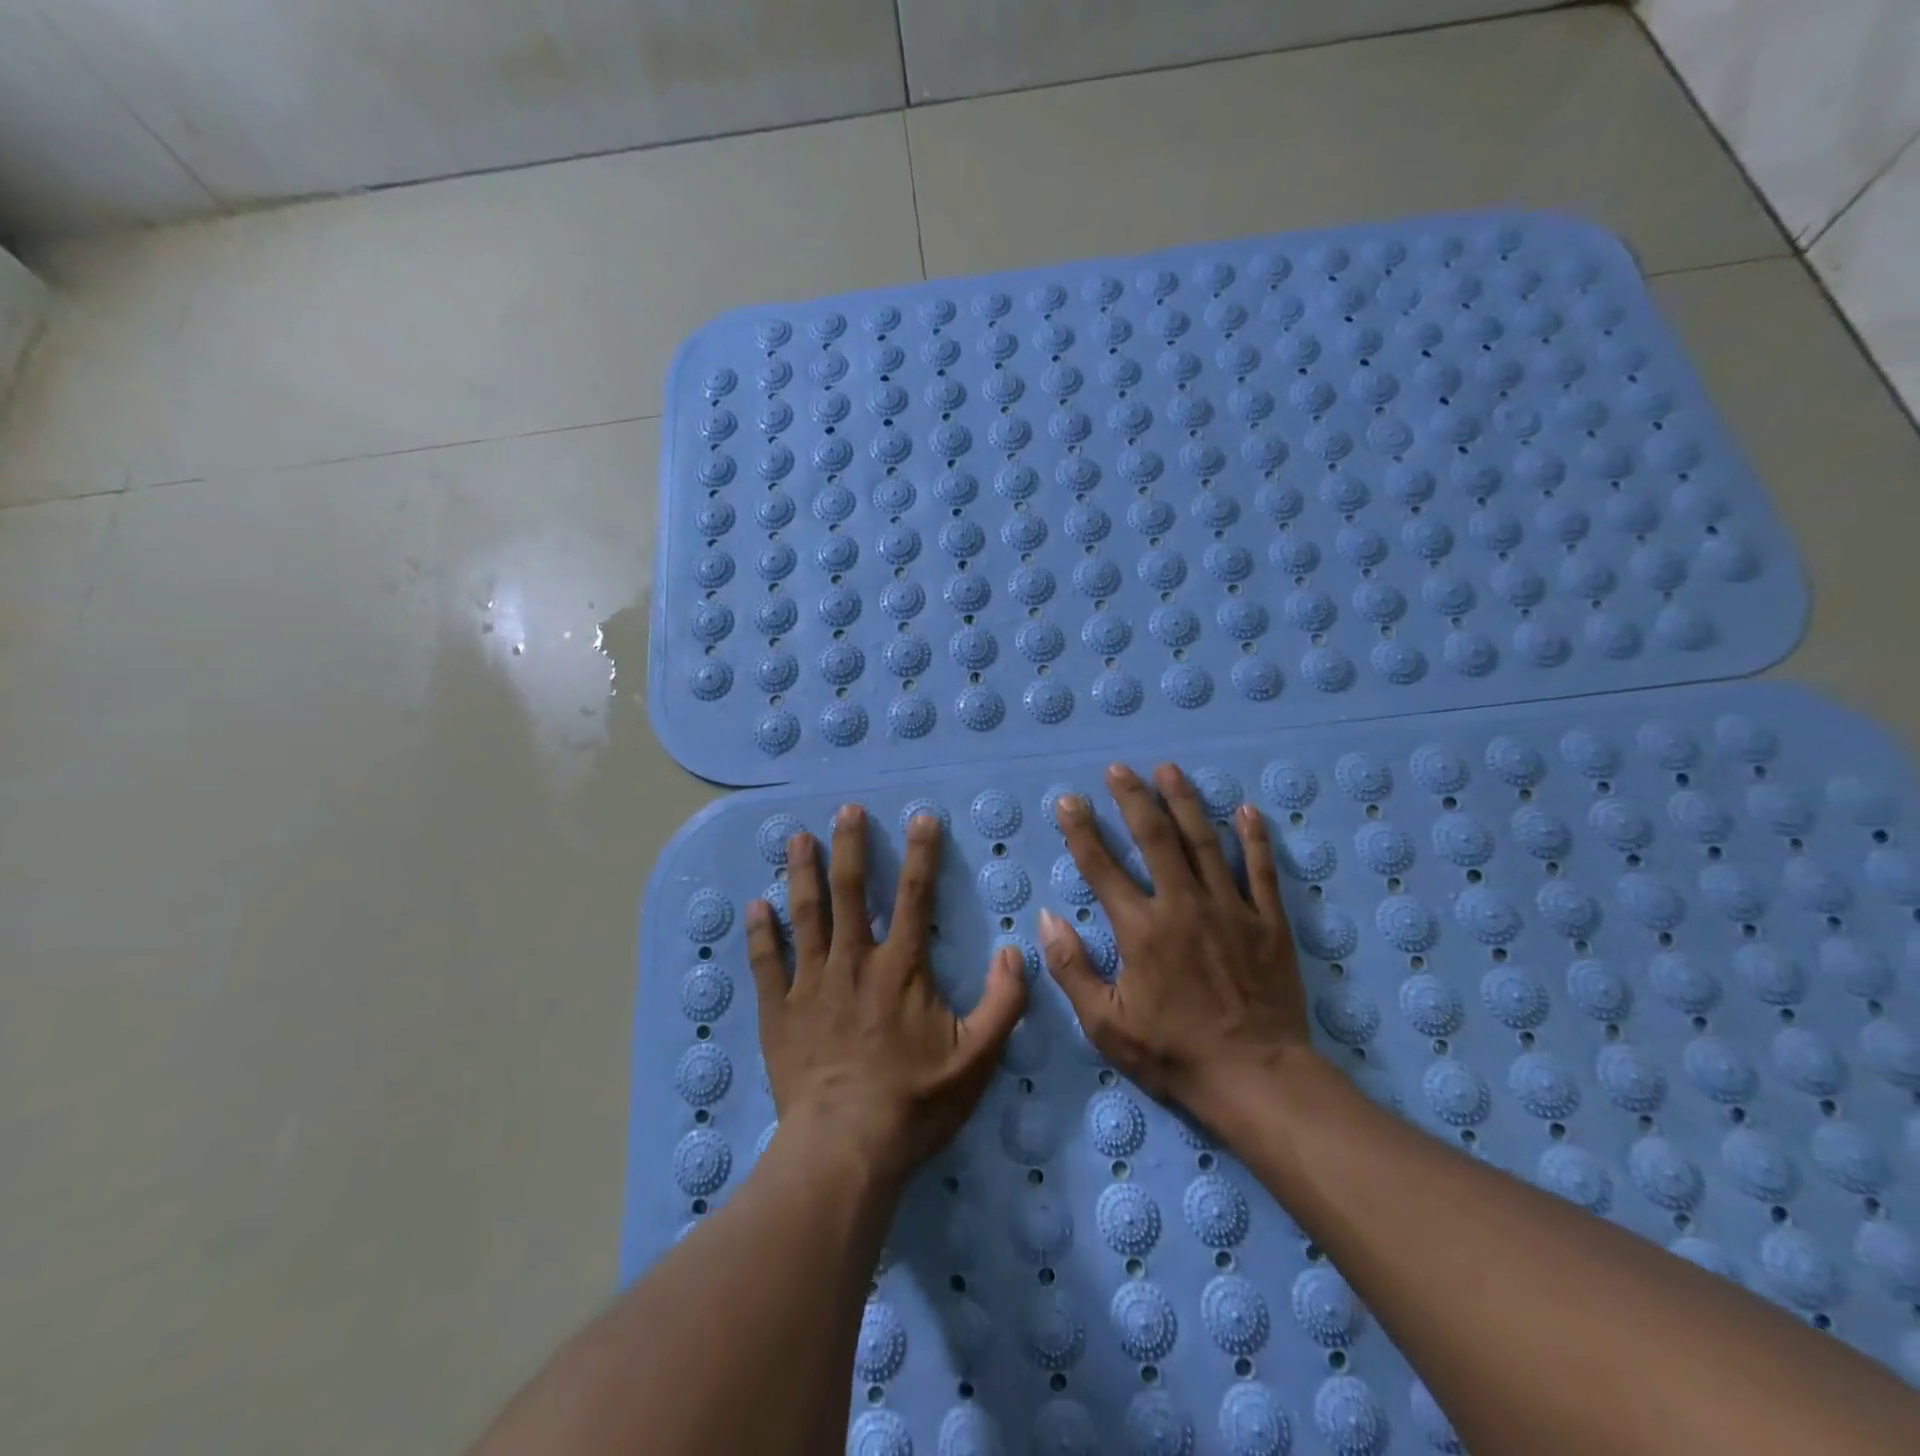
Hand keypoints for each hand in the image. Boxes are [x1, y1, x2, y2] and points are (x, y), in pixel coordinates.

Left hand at [747, 805, 1027, 1183]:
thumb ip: (1003, 1002)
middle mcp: (854, 961)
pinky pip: (766, 962)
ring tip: (798, 837)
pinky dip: (760, 932)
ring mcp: (811, 982)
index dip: (922, 853)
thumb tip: (1015, 951)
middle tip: (847, 810)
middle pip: (850, 890)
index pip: (915, 894)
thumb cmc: (914, 1101)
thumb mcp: (977, 1058)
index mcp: (901, 966)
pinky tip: (754, 905)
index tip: (921, 817)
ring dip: (802, 873)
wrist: (845, 1146)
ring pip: (805, 914)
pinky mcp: (779, 1009)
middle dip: (851, 846)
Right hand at [1039, 763, 1311, 1114]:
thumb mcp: (1106, 1025)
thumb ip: (1072, 969)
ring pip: (1205, 842)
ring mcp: (1230, 909)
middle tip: (1119, 769)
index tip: (1069, 801)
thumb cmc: (1174, 1053)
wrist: (1256, 1078)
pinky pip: (1262, 870)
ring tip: (1169, 770)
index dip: (1082, 831)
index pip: (1102, 868)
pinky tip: (1247, 809)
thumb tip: (1048, 918)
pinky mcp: (1268, 922)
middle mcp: (1183, 906)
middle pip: (1155, 839)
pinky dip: (1255, 838)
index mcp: (1141, 930)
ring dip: (1185, 802)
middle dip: (1134, 799)